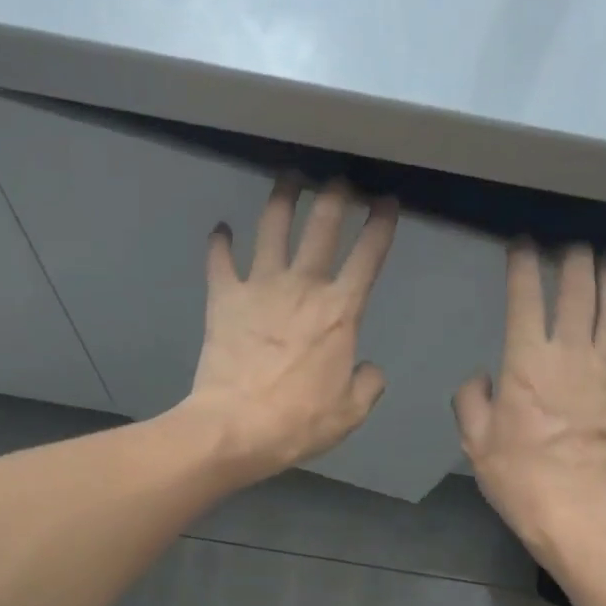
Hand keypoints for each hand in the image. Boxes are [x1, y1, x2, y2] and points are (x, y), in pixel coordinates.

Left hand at [184, 177, 396, 481]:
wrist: (236, 427)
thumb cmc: (298, 422)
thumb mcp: (350, 412)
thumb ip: (367, 384)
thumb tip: (368, 368)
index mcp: (340, 311)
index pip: (368, 256)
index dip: (381, 224)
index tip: (386, 202)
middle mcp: (302, 286)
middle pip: (322, 225)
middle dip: (335, 195)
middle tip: (338, 180)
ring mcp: (259, 287)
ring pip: (272, 227)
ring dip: (282, 198)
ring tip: (288, 179)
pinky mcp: (223, 298)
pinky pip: (220, 260)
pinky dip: (220, 242)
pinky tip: (221, 230)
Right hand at [454, 244, 605, 561]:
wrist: (574, 513)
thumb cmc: (518, 478)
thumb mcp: (474, 442)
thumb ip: (471, 399)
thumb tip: (483, 376)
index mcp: (526, 363)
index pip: (526, 296)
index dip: (523, 263)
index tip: (521, 246)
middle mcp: (572, 354)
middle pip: (579, 288)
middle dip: (573, 259)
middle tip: (567, 251)